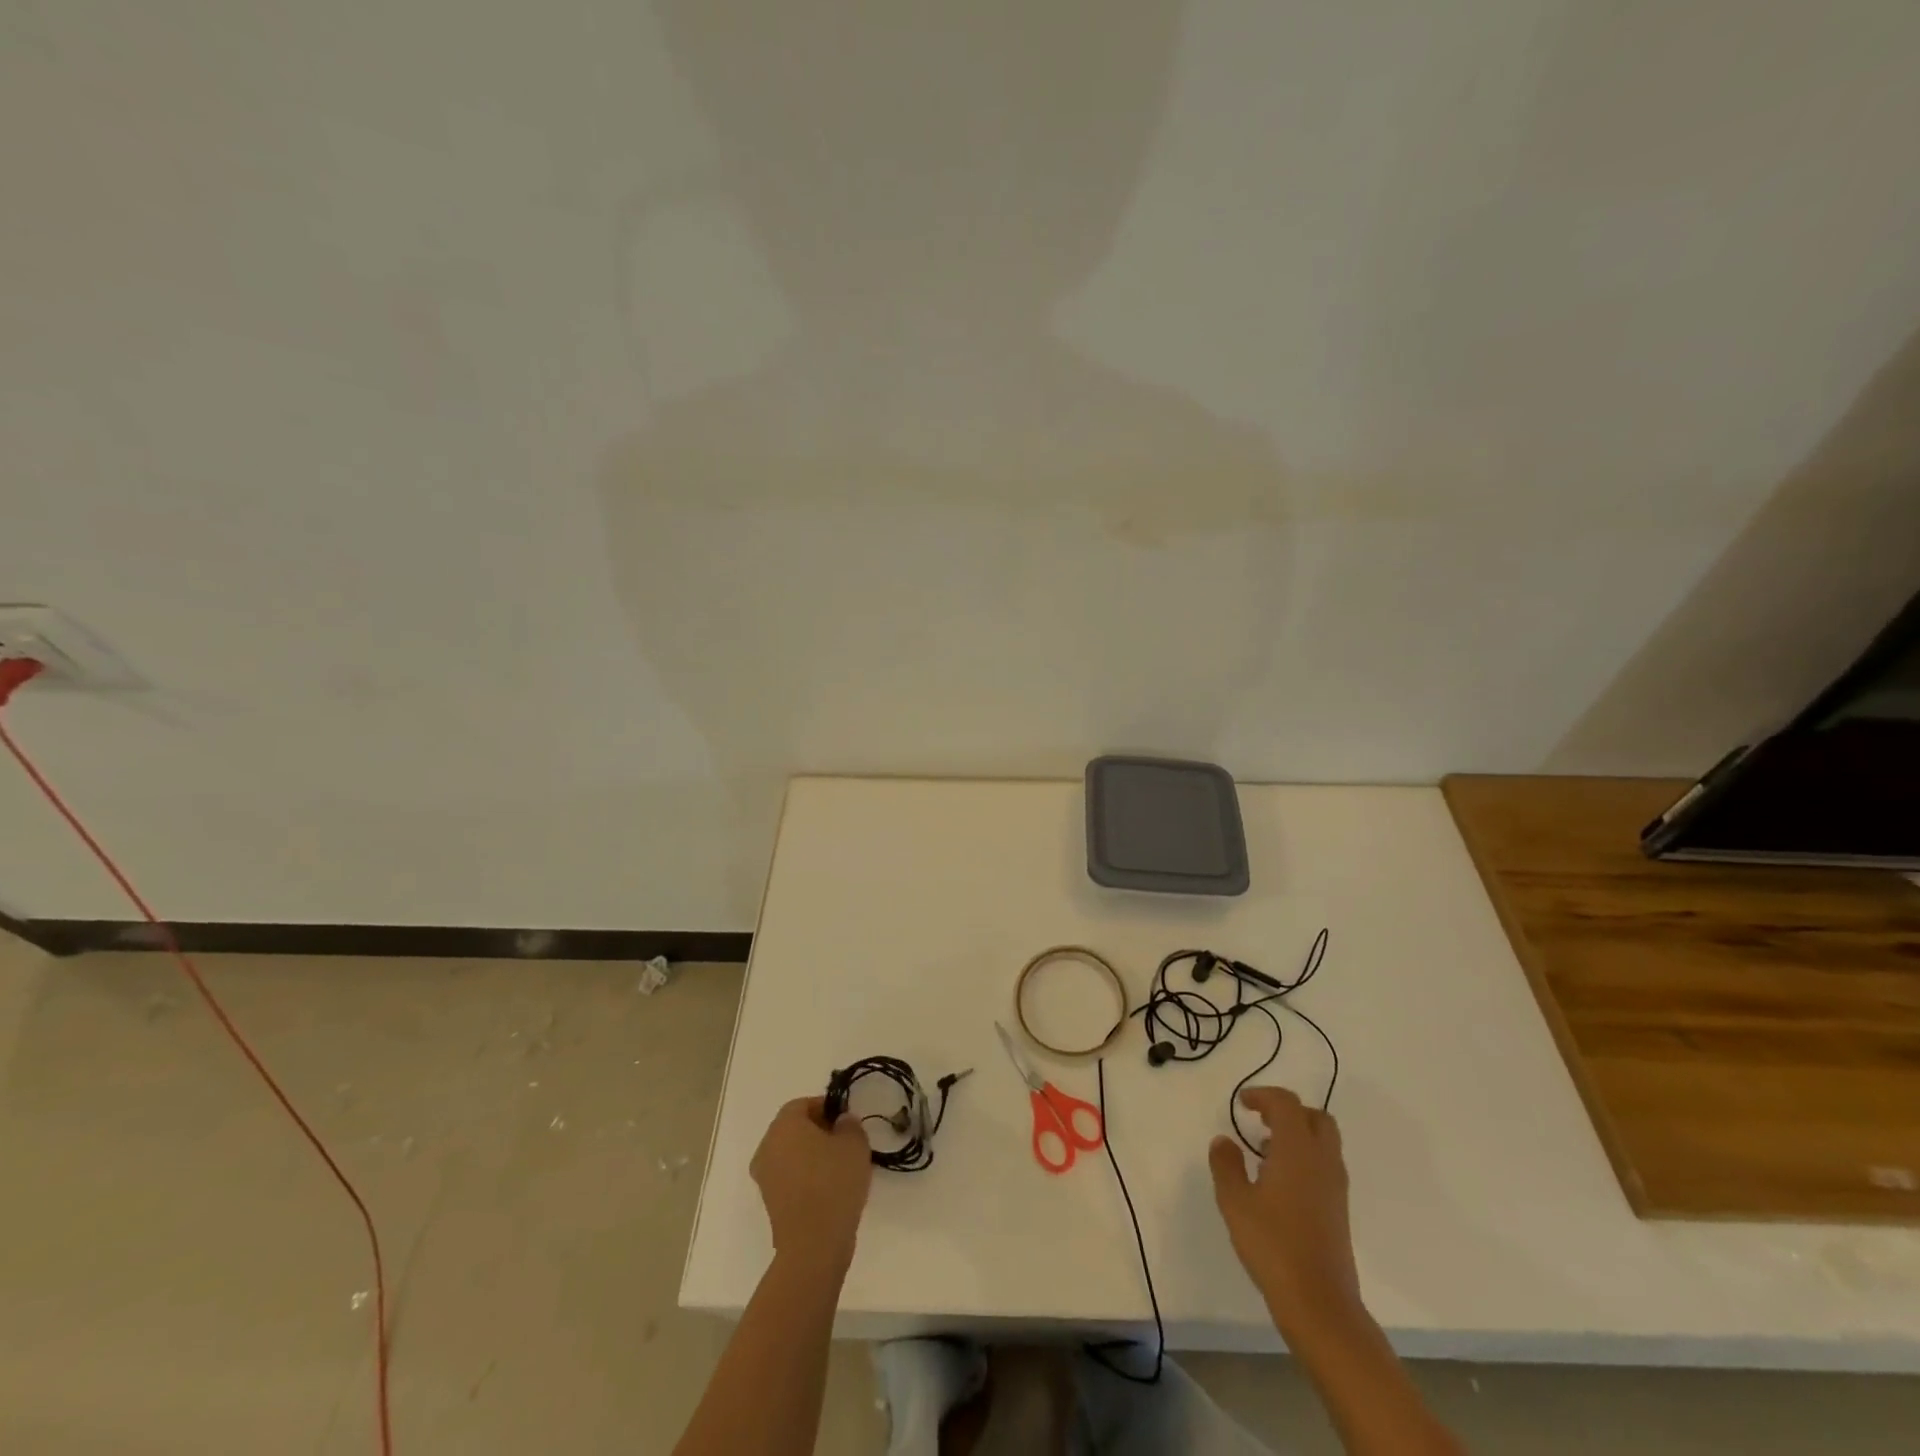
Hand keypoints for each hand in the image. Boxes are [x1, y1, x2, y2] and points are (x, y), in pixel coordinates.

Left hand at [750, 1097, 873, 1268]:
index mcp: (783, 1125)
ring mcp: (765, 1178)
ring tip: (841, 1167)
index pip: (803, 1104)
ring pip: (791, 1154)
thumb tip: (841, 1121)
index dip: (826, 1107)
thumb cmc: (834, 1182)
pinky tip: (830, 1190)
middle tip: (845, 1141)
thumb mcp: (854, 1143)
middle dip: (819, 1130)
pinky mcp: (770, 1203)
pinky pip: (790, 1178)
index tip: (846, 1120)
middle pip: (794, 1129)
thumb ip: (849, 1124)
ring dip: (813, 1155)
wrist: (814, 1245)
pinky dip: (807, 1177)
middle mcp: (767, 1147)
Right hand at [1209, 1087, 1364, 1348]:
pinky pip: (1325, 1165)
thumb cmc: (1273, 1245)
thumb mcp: (1234, 1201)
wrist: (1320, 1304)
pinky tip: (1280, 1182)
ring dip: (1298, 1135)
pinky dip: (1305, 1158)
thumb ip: (1226, 1165)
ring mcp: (1335, 1186)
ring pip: (1324, 1142)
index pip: (1286, 1104)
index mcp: (1297, 1149)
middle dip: (1288, 1111)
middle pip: (1315, 1117)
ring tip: (1265, 1152)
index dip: (1263, 1096)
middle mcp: (1322, 1160)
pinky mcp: (1339, 1209)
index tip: (1242, 1104)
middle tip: (1260, 1120)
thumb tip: (1224, 1141)